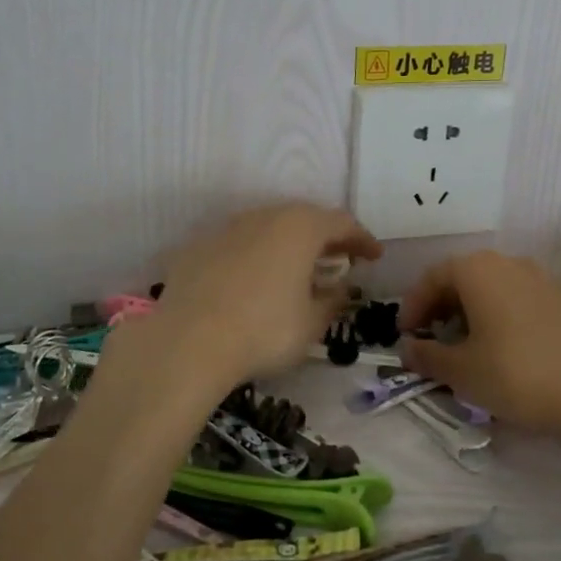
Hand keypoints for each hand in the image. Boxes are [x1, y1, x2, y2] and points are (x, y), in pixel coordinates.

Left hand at [115, 203, 380, 394]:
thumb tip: (340, 289)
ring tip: (297, 269)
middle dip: (326, 237)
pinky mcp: (198, 247)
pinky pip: (238, 244)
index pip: (342, 223)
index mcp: (300, 228)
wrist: (186, 343)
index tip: (374, 257)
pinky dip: (255, 256)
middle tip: (340, 258)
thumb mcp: (311, 323)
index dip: (362, 239)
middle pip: (304, 218)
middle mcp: (265, 217)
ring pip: (268, 227)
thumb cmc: (263, 331)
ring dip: (288, 244)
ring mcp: (227, 228)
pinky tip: (254, 281)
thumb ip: (332, 300)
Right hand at [398, 252, 560, 436]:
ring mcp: (541, 278)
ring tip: (464, 345)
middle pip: (463, 277)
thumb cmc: (515, 373)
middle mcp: (509, 263)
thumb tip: (407, 348)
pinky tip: (501, 347)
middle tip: (431, 339)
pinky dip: (499, 315)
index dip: (413, 305)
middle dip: (441, 307)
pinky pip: (517, 298)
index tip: (404, 335)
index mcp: (477, 269)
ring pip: (492, 287)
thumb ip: (427, 356)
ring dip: (471, 311)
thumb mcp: (461, 371)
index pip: (433, 277)